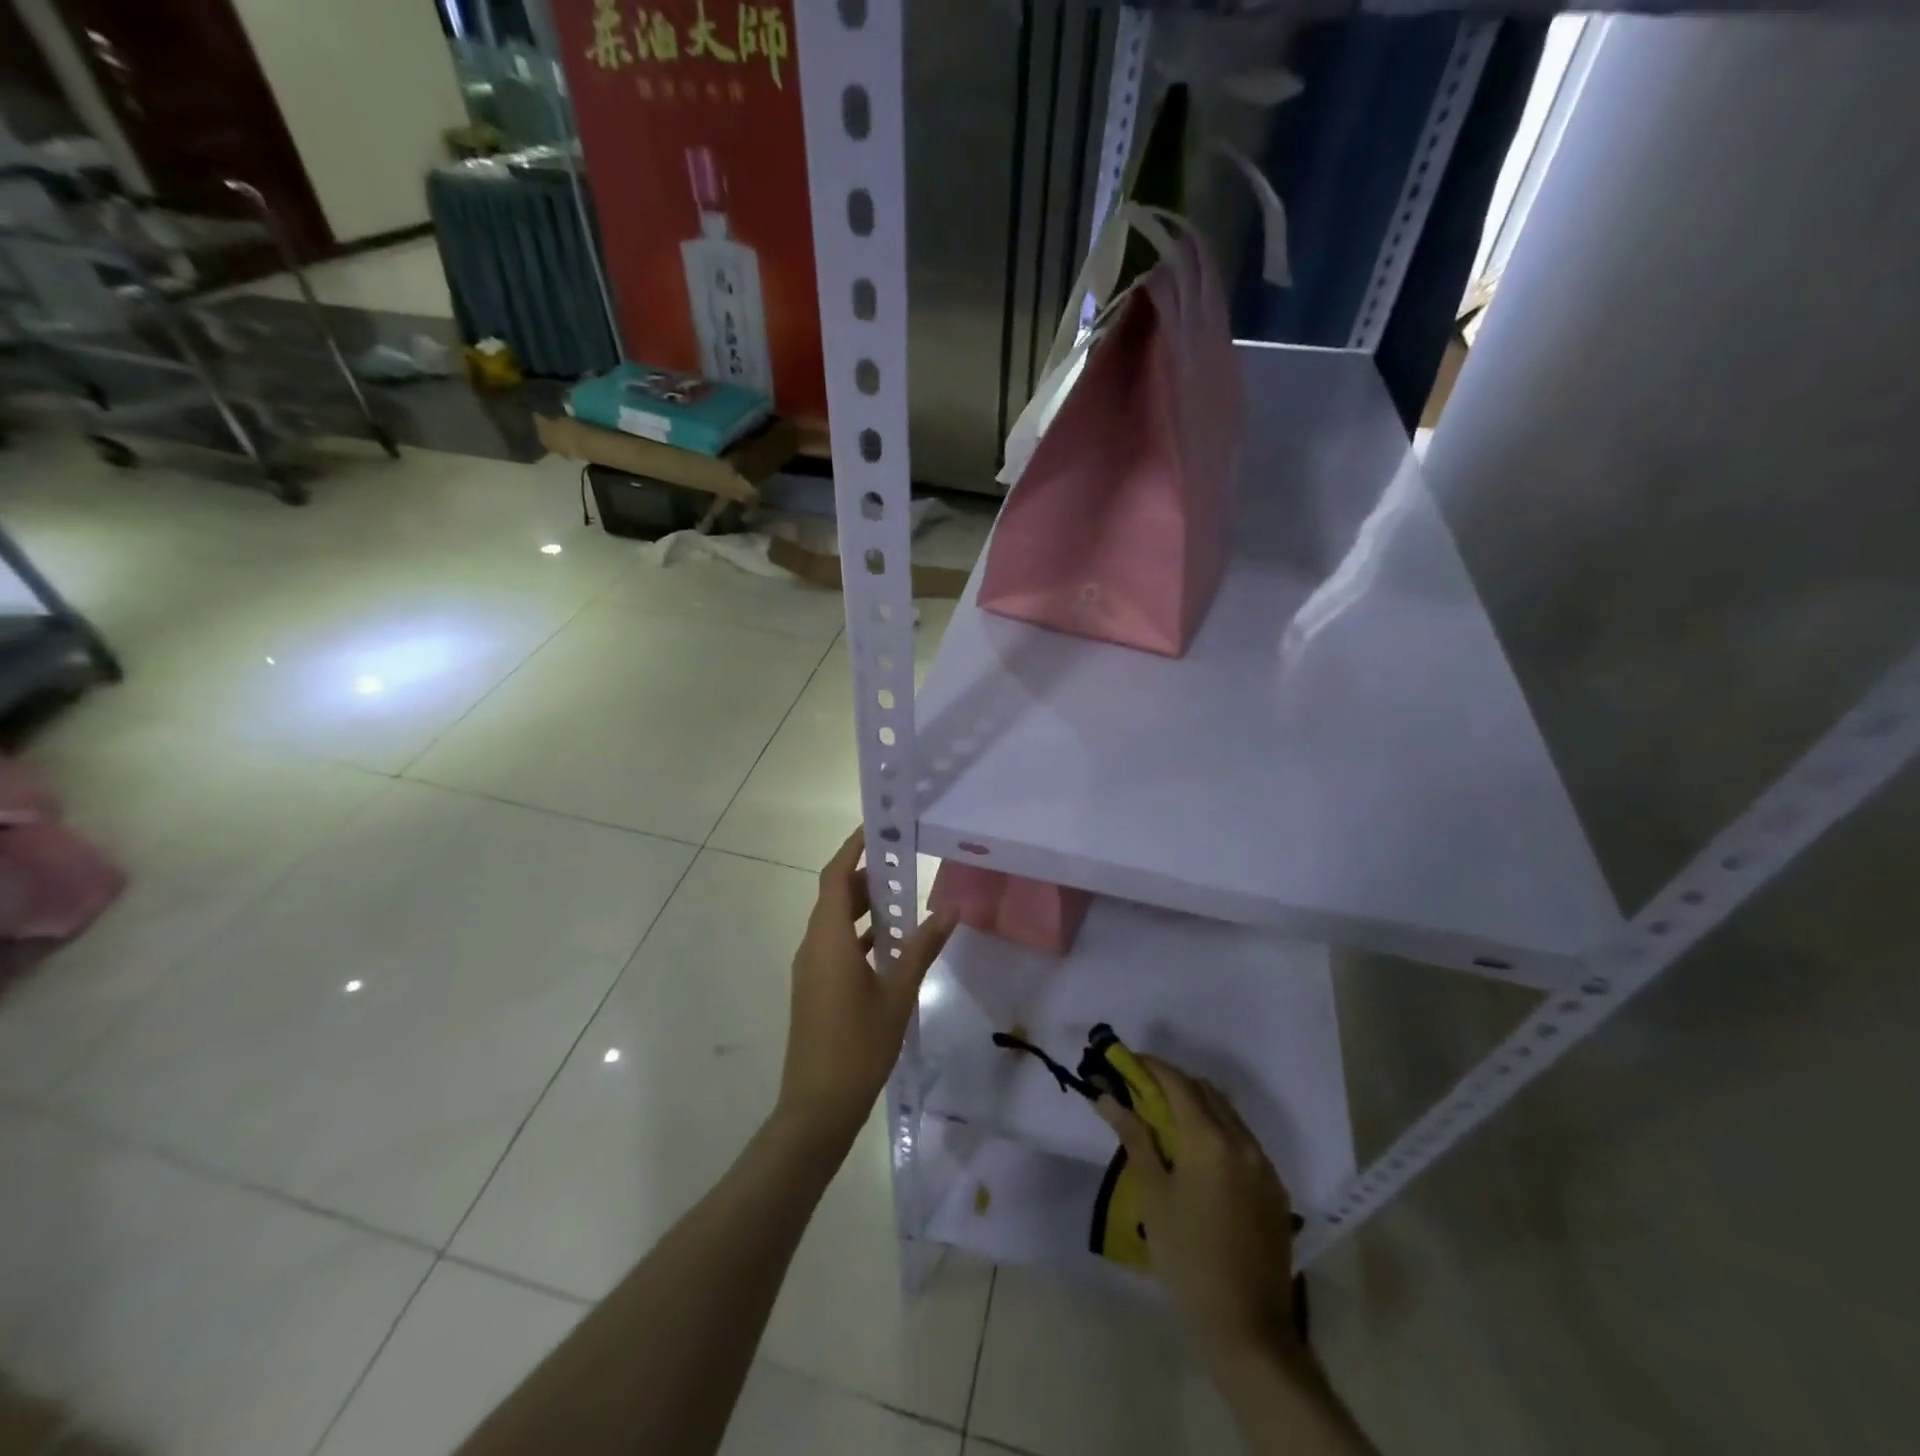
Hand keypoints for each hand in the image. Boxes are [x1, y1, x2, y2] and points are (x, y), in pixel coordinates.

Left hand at [774, 827, 954, 1154]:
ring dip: (864, 907)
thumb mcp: (898, 994)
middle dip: (866, 876)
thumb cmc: (858, 1046)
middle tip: (903, 863)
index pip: (836, 877)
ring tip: (903, 900)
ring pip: (835, 922)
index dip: (852, 848)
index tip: (877, 827)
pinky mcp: (814, 988)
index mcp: (829, 940)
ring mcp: (810, 969)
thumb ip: (922, 947)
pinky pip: (835, 945)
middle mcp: (813, 946)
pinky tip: (890, 946)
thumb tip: (950, 908)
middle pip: (835, 896)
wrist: (817, 1107)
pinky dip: (860, 935)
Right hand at [1097, 1057, 1298, 1357]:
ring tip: (1165, 1120)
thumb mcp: (1153, 1195)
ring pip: (1227, 1114)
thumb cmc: (1187, 1257)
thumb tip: (1108, 1098)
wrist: (1246, 1327)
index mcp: (1210, 1140)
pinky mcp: (1275, 1189)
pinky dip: (1218, 1131)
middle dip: (1172, 1082)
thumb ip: (1134, 1139)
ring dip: (1197, 1105)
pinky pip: (1243, 1141)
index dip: (1151, 1066)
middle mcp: (1243, 1141)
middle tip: (1141, 1090)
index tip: (1126, 1060)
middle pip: (1205, 1092)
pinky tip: (1198, 1155)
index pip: (1177, 1083)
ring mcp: (1264, 1166)